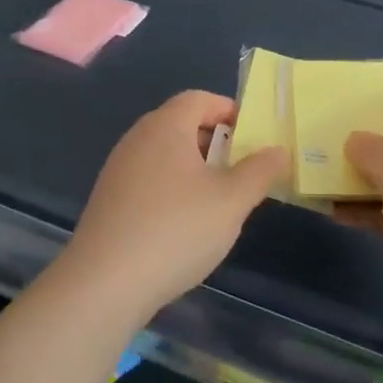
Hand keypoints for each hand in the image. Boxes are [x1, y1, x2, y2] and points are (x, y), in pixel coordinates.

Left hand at [61, 90, 288, 320]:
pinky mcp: (108, 201)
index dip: (228, 110)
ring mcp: (118, 170)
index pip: (199, 98)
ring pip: (165, 154)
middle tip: (241, 170)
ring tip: (217, 200)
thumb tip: (279, 150)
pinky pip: (148, 179)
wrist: (104, 284)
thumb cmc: (176, 229)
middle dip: (214, 141)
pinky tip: (183, 225)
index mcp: (166, 126)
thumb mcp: (232, 200)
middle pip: (181, 124)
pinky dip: (172, 189)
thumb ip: (260, 171)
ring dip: (194, 168)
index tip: (252, 137)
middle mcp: (137, 138)